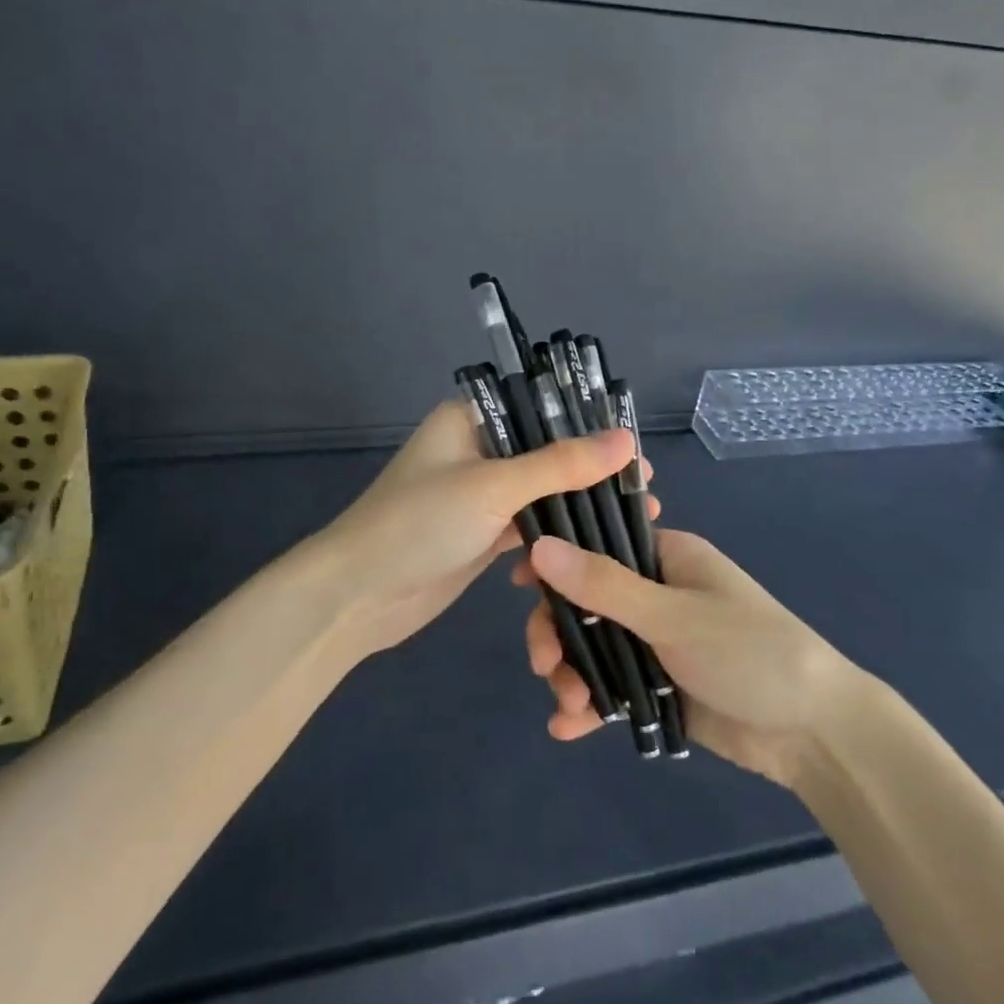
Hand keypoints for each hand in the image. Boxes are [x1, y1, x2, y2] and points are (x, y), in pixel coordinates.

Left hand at [310, 400, 649, 661]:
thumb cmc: (420, 524)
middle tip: (644, 489)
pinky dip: (557, 534)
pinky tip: (595, 546)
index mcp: (470, 419)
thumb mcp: (494, 487)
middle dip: (593, 470)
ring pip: (542, 491)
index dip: (589, 423)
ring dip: (581, 505)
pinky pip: (530, 526)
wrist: (358, 596)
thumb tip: (627, 441)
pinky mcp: (481, 534)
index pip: (540, 407)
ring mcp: (479, 495)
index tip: (635, 449)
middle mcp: (476, 449)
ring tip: (637, 517)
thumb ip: (561, 464)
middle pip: (547, 451)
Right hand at [515, 530, 862, 785]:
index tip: (520, 585)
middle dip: (559, 633)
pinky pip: (611, 687)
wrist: (814, 733)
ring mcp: (656, 642)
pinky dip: (589, 706)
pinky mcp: (659, 686)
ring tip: (569, 706)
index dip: (555, 561)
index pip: (597, 544)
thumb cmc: (749, 652)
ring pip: (593, 647)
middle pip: (586, 602)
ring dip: (571, 674)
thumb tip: (539, 546)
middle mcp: (656, 593)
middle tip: (543, 665)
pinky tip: (568, 728)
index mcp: (666, 557)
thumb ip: (604, 584)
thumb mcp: (673, 615)